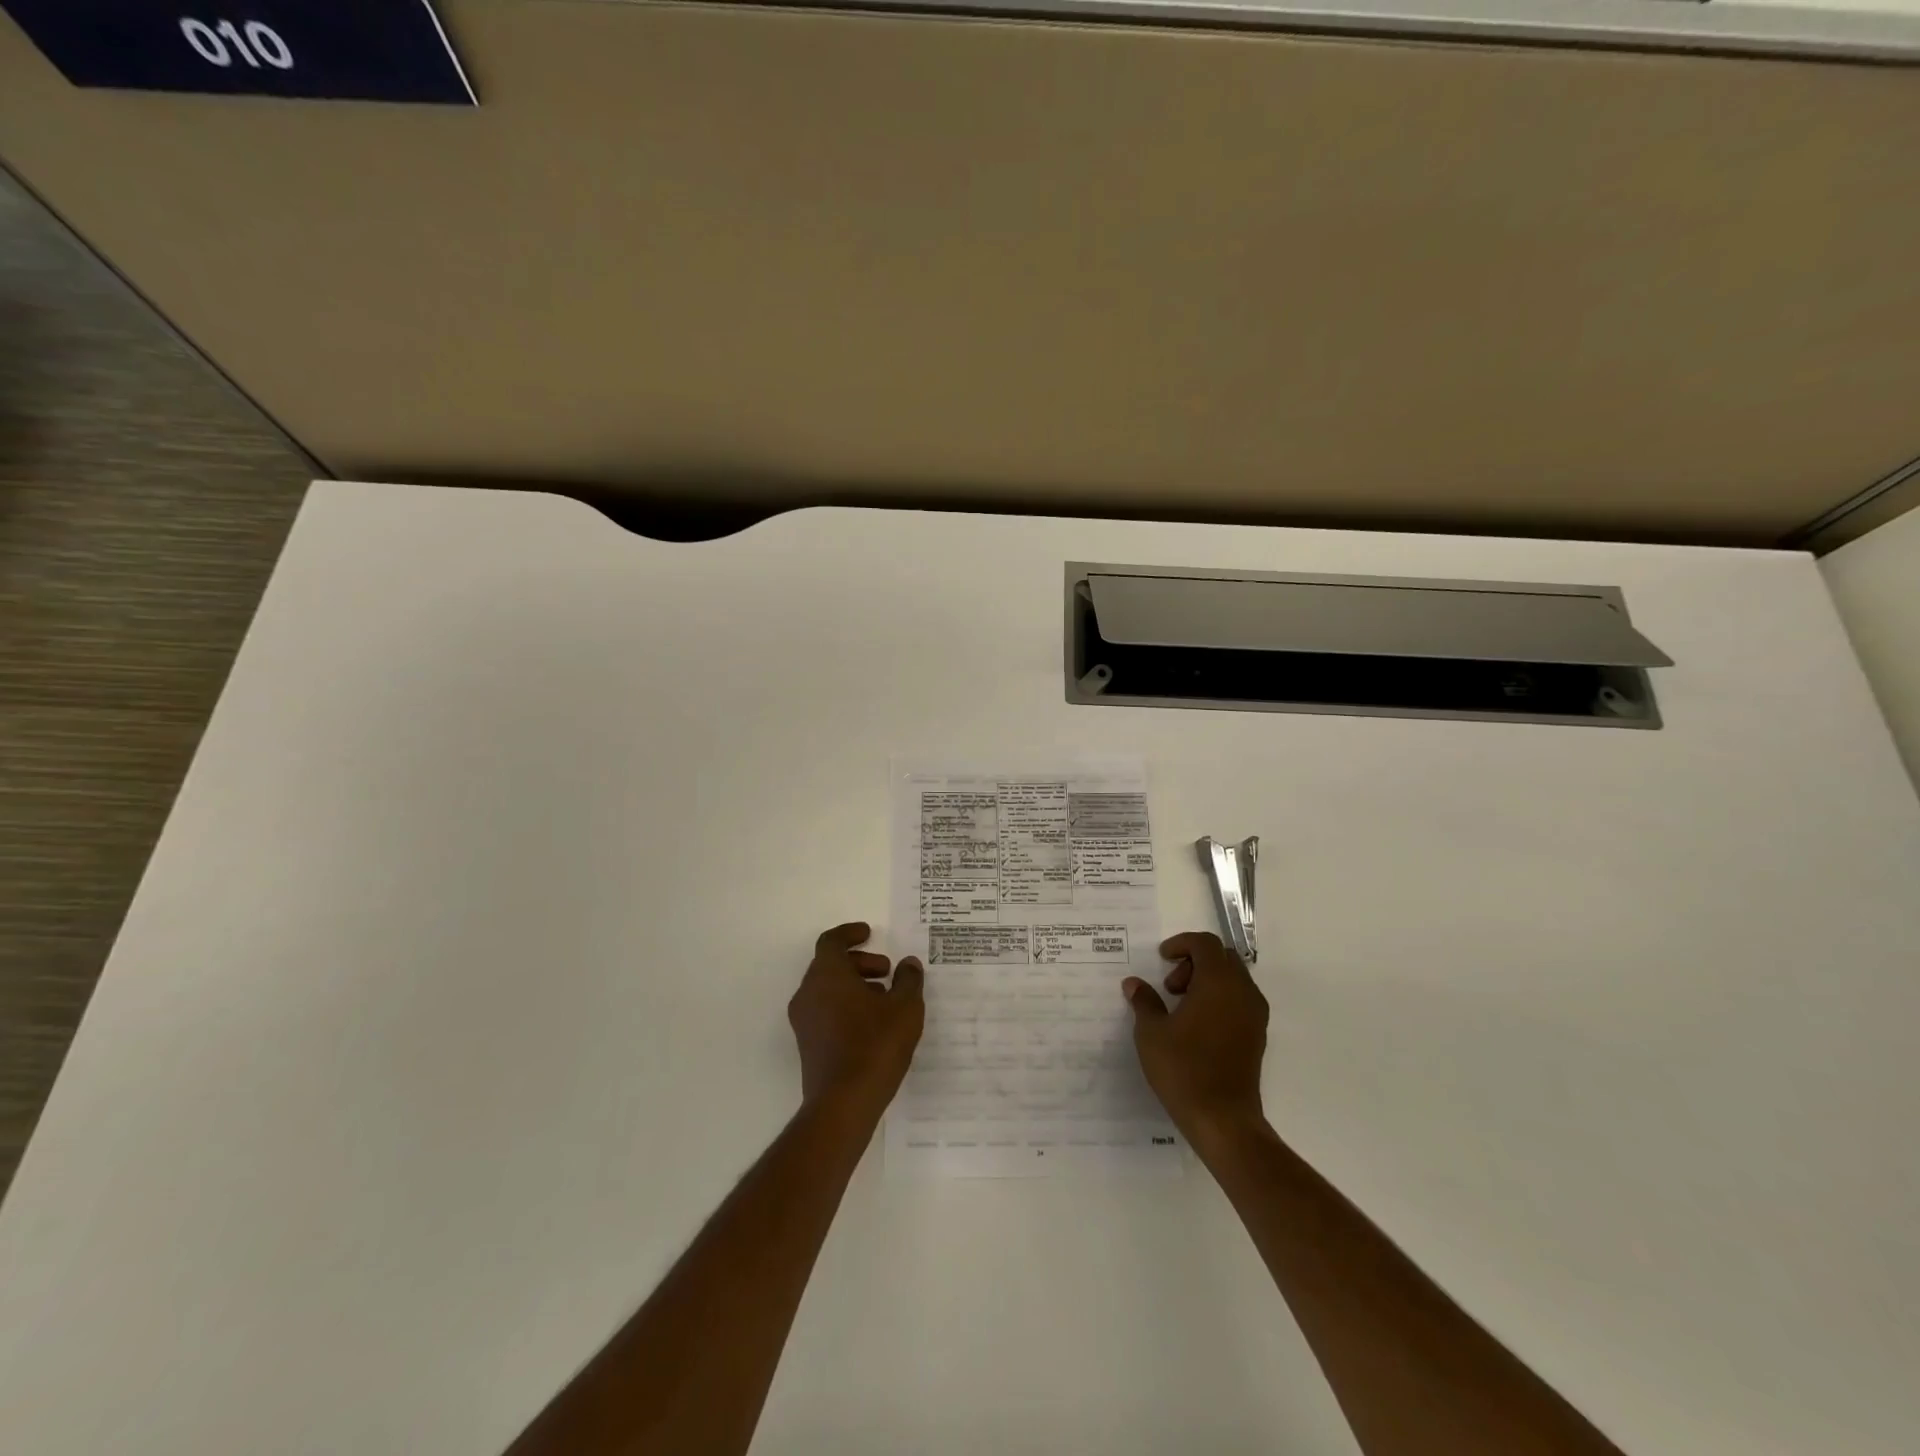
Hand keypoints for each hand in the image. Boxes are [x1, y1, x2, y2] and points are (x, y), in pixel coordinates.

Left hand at [788, 922, 924, 1120]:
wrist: (843, 1103)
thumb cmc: (875, 1045)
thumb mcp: (905, 1008)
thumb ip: (908, 980)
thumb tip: (908, 964)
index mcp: (827, 975)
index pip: (831, 941)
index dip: (850, 933)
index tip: (870, 933)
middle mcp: (808, 992)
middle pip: (829, 964)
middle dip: (859, 962)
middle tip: (886, 971)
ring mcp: (804, 1020)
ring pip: (827, 988)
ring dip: (854, 985)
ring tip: (885, 999)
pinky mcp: (807, 1044)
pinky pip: (825, 1010)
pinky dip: (845, 1005)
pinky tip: (872, 1023)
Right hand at [1123, 931, 1269, 1155]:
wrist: (1223, 1119)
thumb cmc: (1184, 1069)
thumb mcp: (1151, 1032)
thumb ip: (1144, 1001)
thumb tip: (1134, 984)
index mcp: (1219, 983)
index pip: (1206, 944)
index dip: (1181, 943)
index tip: (1161, 958)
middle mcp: (1243, 992)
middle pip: (1223, 957)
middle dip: (1195, 961)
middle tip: (1171, 985)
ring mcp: (1255, 1015)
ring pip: (1233, 978)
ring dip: (1208, 980)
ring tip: (1181, 1006)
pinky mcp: (1257, 1036)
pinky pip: (1240, 1000)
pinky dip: (1219, 998)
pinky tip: (1197, 1025)